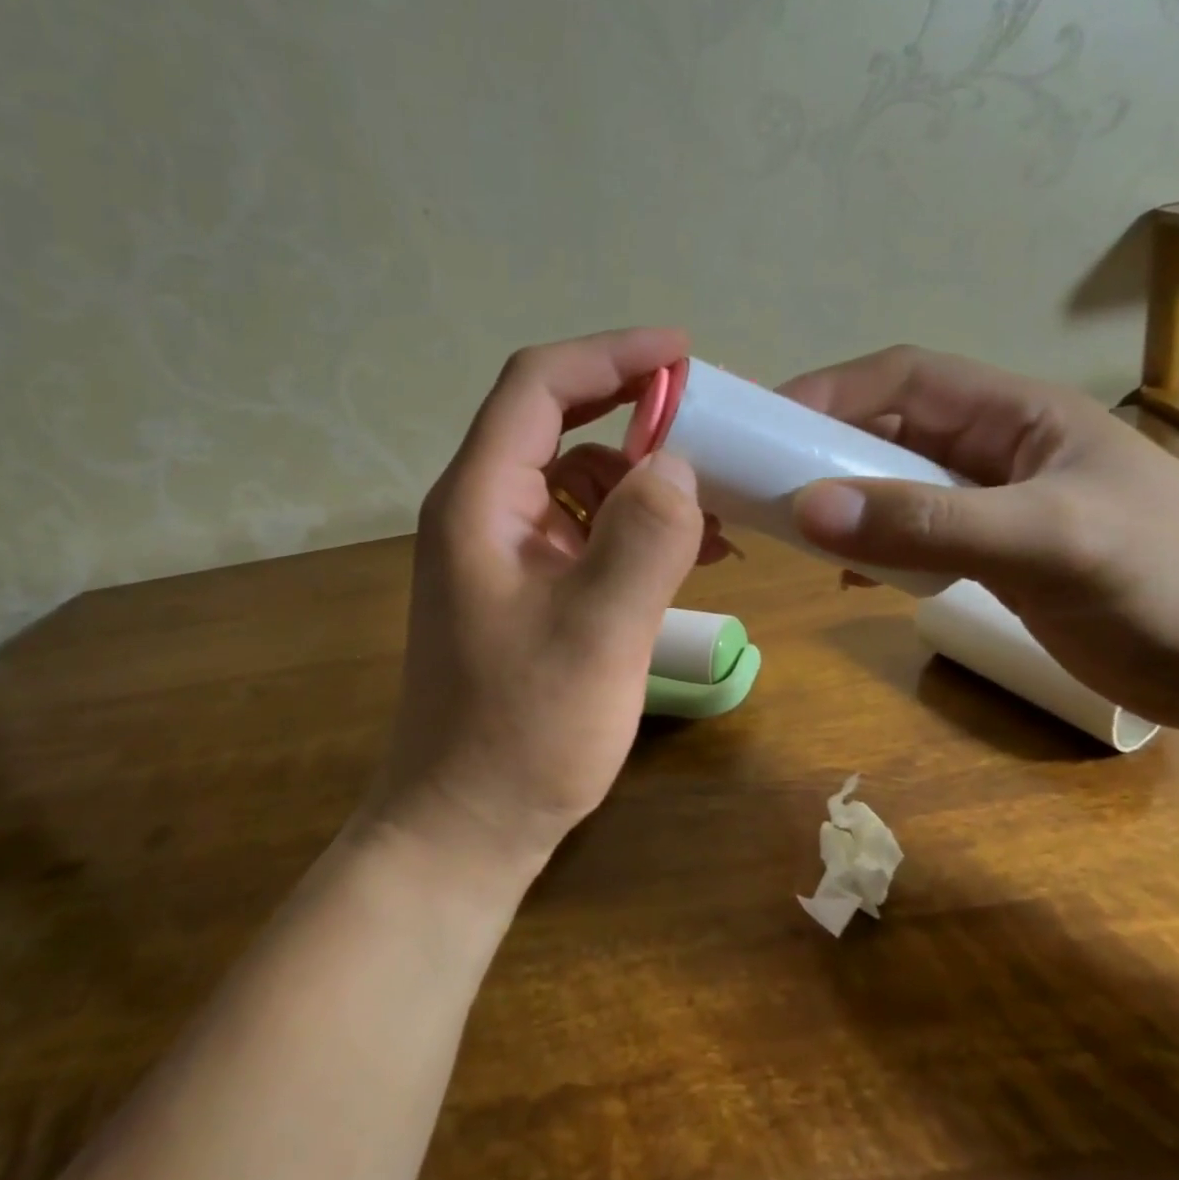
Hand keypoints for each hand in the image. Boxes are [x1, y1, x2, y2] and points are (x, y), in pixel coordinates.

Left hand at [370, 329, 715, 878]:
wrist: (466, 825)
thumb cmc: (522, 733)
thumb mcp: (598, 634)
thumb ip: (644, 538)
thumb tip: (679, 464)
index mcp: (479, 500)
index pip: (538, 386)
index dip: (610, 356)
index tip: (682, 354)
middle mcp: (483, 509)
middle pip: (557, 422)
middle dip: (634, 411)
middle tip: (708, 420)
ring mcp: (503, 549)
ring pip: (578, 477)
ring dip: (642, 478)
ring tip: (712, 506)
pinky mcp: (526, 585)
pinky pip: (584, 528)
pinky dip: (634, 525)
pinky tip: (688, 553)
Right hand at [780, 346, 1178, 739]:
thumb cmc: (1177, 583)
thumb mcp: (1049, 543)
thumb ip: (928, 525)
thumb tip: (806, 508)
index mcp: (1015, 414)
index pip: (903, 377)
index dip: (830, 390)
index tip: (765, 427)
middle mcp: (997, 449)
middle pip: (889, 430)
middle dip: (823, 450)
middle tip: (759, 486)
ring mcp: (995, 506)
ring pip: (895, 486)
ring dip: (844, 502)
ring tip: (792, 532)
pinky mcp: (996, 558)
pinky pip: (914, 538)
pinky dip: (874, 549)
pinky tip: (849, 577)